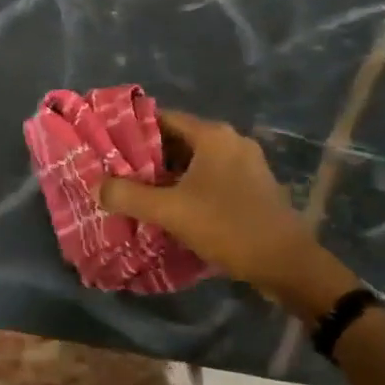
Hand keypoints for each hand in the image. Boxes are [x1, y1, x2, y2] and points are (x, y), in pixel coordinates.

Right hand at [98, 110, 358, 320]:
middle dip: (146, 157)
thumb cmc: (229, 227)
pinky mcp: (253, 187)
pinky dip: (188, 187)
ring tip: (136, 192)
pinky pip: (210, 178)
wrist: (289, 265)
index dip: (131, 130)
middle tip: (116, 172)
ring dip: (167, 175)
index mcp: (213, 135)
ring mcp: (246, 164)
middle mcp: (230, 141)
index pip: (162, 119)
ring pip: (194, 162)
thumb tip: (96, 185)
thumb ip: (129, 196)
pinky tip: (170, 208)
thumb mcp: (171, 212)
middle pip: (177, 140)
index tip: (108, 146)